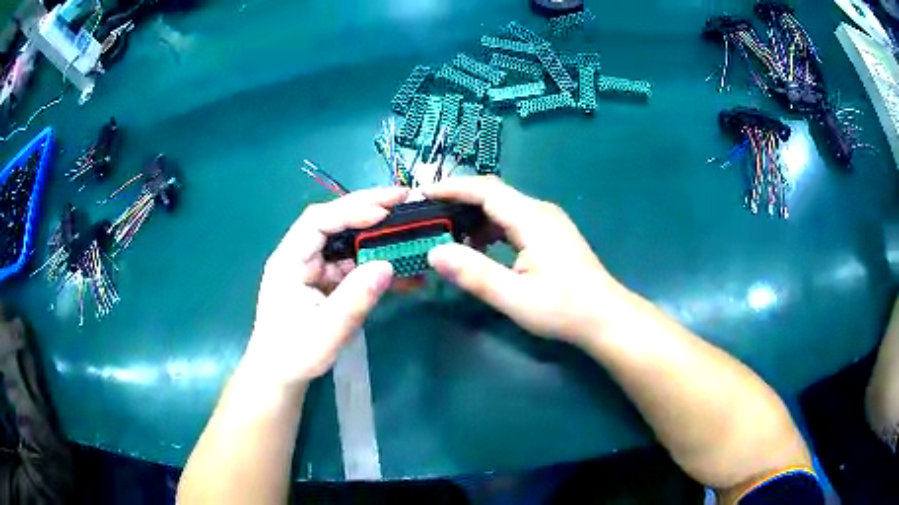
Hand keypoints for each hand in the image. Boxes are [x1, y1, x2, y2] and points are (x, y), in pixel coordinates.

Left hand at [241, 187, 408, 388]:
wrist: (280, 375)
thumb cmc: (294, 354)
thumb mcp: (326, 331)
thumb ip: (355, 298)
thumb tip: (387, 265)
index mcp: (289, 260)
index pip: (318, 221)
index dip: (351, 210)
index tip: (385, 211)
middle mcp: (300, 256)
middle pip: (334, 222)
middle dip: (368, 209)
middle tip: (404, 199)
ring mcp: (313, 268)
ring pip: (346, 241)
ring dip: (376, 235)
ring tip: (409, 228)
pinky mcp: (325, 282)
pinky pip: (352, 265)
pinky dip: (375, 263)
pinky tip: (401, 268)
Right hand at [425, 176, 625, 343]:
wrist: (605, 317)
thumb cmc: (564, 309)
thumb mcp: (515, 297)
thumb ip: (474, 274)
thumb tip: (434, 253)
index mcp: (532, 218)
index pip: (485, 190)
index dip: (452, 188)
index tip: (422, 193)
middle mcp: (540, 211)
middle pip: (493, 194)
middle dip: (459, 201)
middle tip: (428, 217)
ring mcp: (548, 221)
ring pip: (503, 207)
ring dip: (474, 217)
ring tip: (448, 236)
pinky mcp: (550, 234)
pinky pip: (513, 220)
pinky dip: (490, 228)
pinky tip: (479, 248)